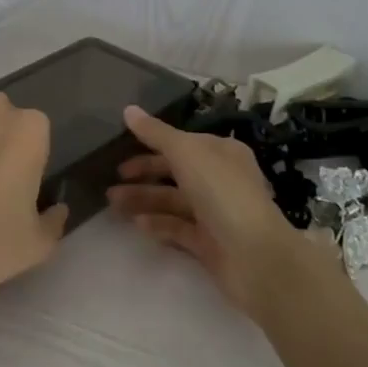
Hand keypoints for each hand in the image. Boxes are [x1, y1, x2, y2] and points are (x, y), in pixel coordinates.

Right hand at [107, 105, 322, 311]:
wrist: (255, 257)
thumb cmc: (222, 193)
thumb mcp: (186, 152)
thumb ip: (155, 133)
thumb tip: (128, 109)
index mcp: (221, 153)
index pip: (181, 143)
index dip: (151, 143)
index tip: (120, 148)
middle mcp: (219, 180)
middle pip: (174, 172)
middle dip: (142, 174)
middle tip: (112, 180)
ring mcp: (214, 213)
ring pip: (172, 201)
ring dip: (142, 199)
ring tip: (113, 204)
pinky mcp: (208, 243)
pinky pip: (177, 229)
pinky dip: (157, 224)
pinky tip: (136, 224)